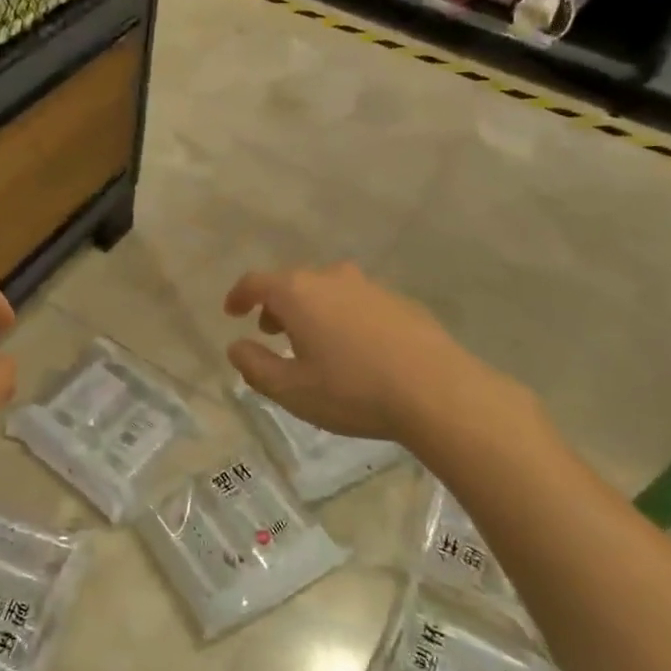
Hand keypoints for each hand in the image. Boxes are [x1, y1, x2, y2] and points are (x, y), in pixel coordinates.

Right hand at [223, 263, 542, 455]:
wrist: (437, 392)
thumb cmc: (352, 390)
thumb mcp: (291, 390)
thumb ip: (255, 366)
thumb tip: (237, 347)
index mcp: (298, 293)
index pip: (256, 282)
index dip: (239, 295)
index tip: (232, 312)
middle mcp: (331, 278)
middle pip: (292, 283)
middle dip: (276, 305)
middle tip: (272, 333)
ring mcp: (370, 287)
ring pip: (327, 290)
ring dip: (311, 311)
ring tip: (314, 344)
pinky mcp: (400, 302)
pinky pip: (357, 303)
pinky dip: (343, 317)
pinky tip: (356, 350)